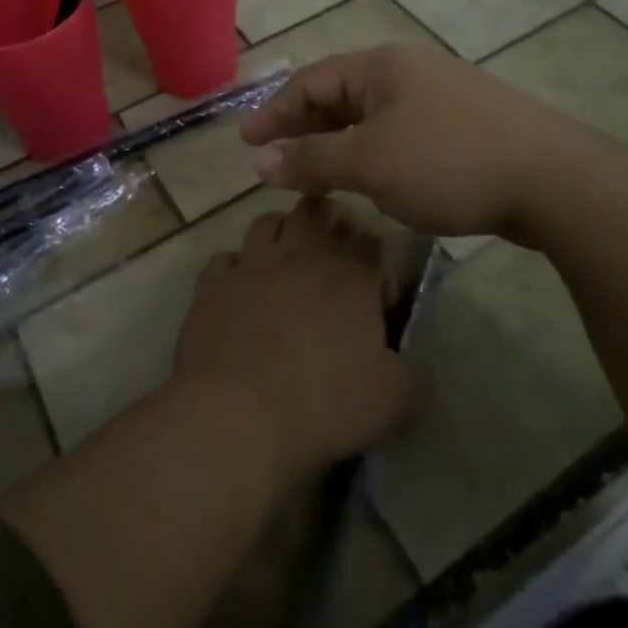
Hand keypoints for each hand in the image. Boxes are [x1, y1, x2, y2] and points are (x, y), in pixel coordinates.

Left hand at [173, 198, 419, 482]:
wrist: (236, 416)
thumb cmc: (323, 403)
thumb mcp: (392, 401)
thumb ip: (413, 375)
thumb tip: (415, 367)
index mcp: (350, 274)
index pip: (371, 240)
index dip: (377, 259)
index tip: (377, 294)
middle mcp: (300, 255)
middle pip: (316, 211)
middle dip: (328, 223)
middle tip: (332, 257)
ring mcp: (251, 265)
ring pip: (267, 222)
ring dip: (281, 234)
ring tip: (286, 264)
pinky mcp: (212, 285)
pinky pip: (225, 259)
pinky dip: (237, 269)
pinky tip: (242, 293)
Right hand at [239, 43, 604, 241]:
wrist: (551, 179)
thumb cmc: (448, 162)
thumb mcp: (370, 162)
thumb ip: (312, 160)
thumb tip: (260, 161)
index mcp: (383, 66)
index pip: (312, 81)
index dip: (275, 112)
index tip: (247, 143)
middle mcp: (410, 71)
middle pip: (341, 94)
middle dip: (305, 127)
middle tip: (277, 161)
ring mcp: (442, 96)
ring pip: (373, 116)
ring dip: (339, 142)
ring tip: (317, 173)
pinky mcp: (465, 125)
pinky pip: (402, 132)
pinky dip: (374, 152)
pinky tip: (373, 177)